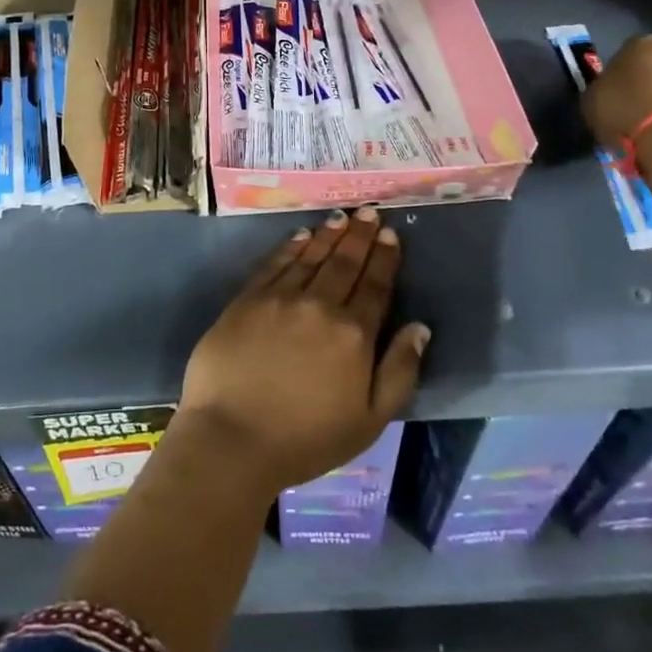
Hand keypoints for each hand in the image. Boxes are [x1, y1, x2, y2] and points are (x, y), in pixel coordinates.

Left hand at [176, 208, 428, 497]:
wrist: (232, 438)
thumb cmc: (306, 439)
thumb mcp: (369, 420)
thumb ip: (399, 371)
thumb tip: (420, 328)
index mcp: (353, 334)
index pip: (375, 286)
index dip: (385, 258)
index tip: (391, 234)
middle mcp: (319, 306)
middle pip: (344, 263)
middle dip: (360, 236)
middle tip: (369, 212)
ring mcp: (280, 299)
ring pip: (310, 257)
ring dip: (328, 234)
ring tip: (341, 217)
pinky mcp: (247, 300)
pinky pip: (274, 264)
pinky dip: (290, 246)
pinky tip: (300, 235)